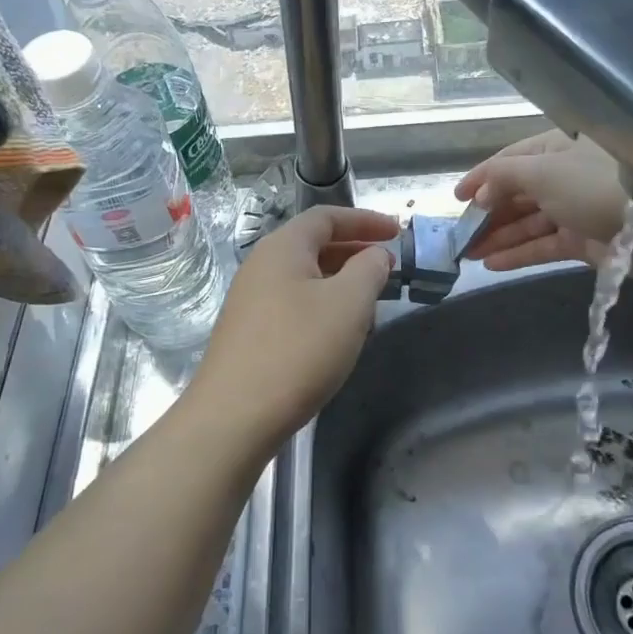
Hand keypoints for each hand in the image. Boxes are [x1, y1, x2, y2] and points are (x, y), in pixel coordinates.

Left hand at [193, 206, 397, 442]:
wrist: (235, 416)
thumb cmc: (298, 349)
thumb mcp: (348, 304)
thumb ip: (369, 270)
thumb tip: (375, 256)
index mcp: (283, 248)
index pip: (326, 217)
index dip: (365, 220)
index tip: (397, 232)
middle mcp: (261, 266)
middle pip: (314, 245)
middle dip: (355, 251)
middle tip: (389, 267)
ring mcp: (251, 301)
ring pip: (305, 278)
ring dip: (341, 282)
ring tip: (371, 303)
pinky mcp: (250, 333)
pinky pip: (294, 304)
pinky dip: (323, 306)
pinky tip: (339, 334)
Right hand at [455, 131, 632, 275]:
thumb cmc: (595, 186)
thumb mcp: (542, 171)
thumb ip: (503, 177)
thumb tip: (480, 193)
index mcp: (556, 149)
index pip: (510, 161)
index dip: (481, 177)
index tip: (455, 198)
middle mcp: (564, 176)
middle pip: (517, 193)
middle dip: (487, 212)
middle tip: (458, 234)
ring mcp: (574, 210)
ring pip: (528, 222)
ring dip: (497, 236)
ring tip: (466, 253)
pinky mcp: (583, 241)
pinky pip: (542, 246)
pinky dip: (518, 253)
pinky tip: (491, 263)